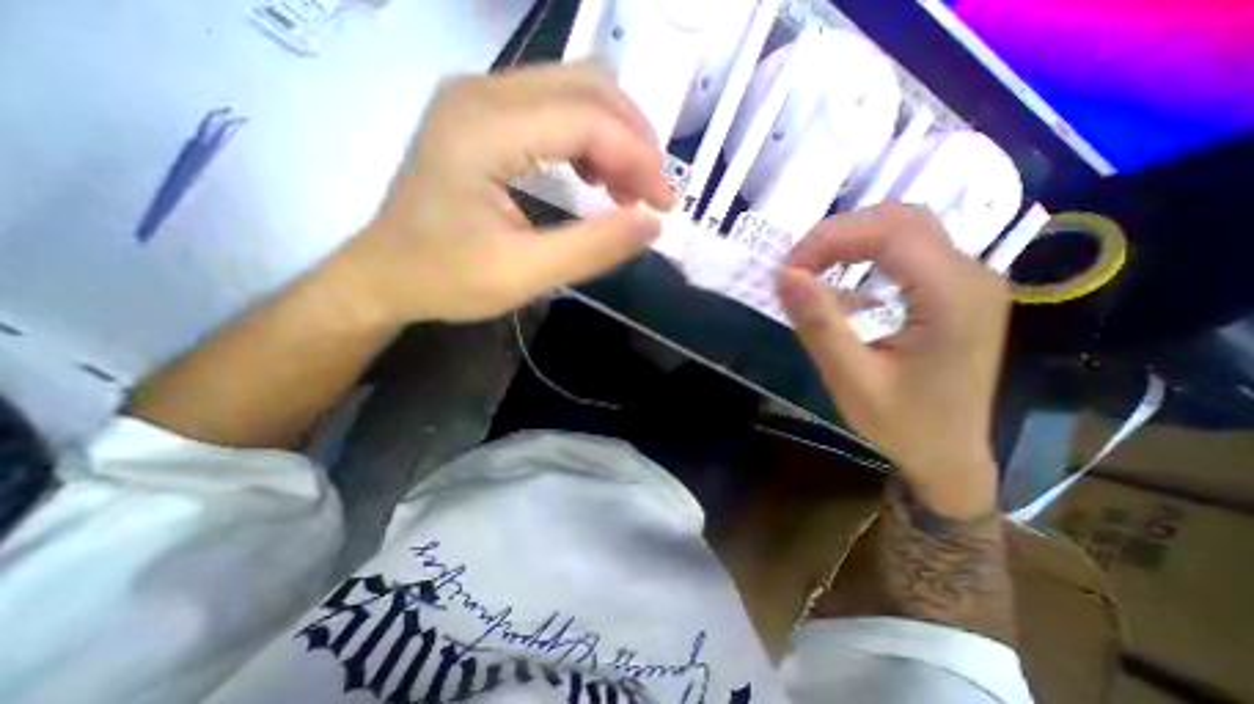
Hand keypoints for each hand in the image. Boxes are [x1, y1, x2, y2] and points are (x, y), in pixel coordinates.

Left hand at [328, 63, 671, 324]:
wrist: (385, 275)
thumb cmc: (445, 279)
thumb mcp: (523, 274)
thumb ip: (592, 248)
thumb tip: (652, 224)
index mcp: (485, 126)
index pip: (588, 117)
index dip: (639, 157)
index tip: (663, 205)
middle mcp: (482, 92)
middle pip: (588, 87)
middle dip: (634, 141)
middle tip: (652, 195)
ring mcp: (480, 99)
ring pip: (576, 91)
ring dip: (616, 139)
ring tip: (628, 191)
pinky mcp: (484, 117)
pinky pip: (555, 109)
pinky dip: (590, 141)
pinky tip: (596, 178)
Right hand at [775, 204, 1006, 516]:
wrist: (951, 454)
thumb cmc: (903, 424)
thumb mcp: (851, 380)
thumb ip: (820, 325)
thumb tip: (785, 276)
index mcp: (953, 297)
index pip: (890, 233)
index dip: (831, 238)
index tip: (789, 268)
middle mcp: (972, 275)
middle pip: (901, 219)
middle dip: (839, 233)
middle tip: (798, 266)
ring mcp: (970, 279)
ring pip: (907, 227)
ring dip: (852, 238)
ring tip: (813, 266)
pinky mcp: (958, 289)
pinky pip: (911, 248)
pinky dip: (868, 251)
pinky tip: (844, 275)